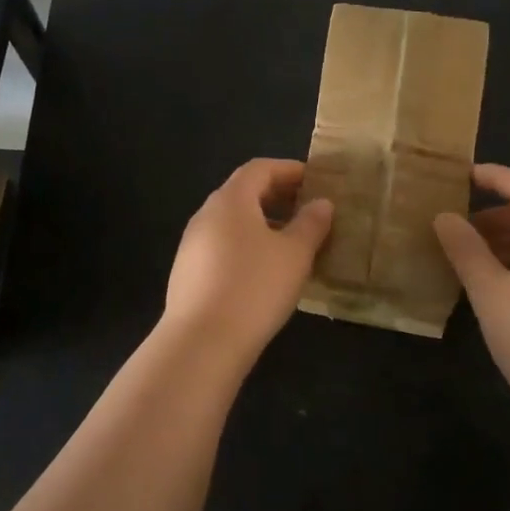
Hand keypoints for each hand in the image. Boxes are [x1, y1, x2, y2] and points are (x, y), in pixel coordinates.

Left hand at [158, 158, 333, 374]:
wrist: (201, 342)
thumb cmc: (255, 287)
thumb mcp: (295, 254)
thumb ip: (311, 224)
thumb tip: (321, 203)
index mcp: (231, 200)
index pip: (259, 168)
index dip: (288, 169)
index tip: (314, 180)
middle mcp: (206, 214)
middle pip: (243, 192)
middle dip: (276, 196)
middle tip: (307, 209)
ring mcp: (192, 244)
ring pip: (232, 222)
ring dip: (262, 223)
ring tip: (292, 242)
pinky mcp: (188, 272)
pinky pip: (222, 246)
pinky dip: (246, 245)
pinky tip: (265, 271)